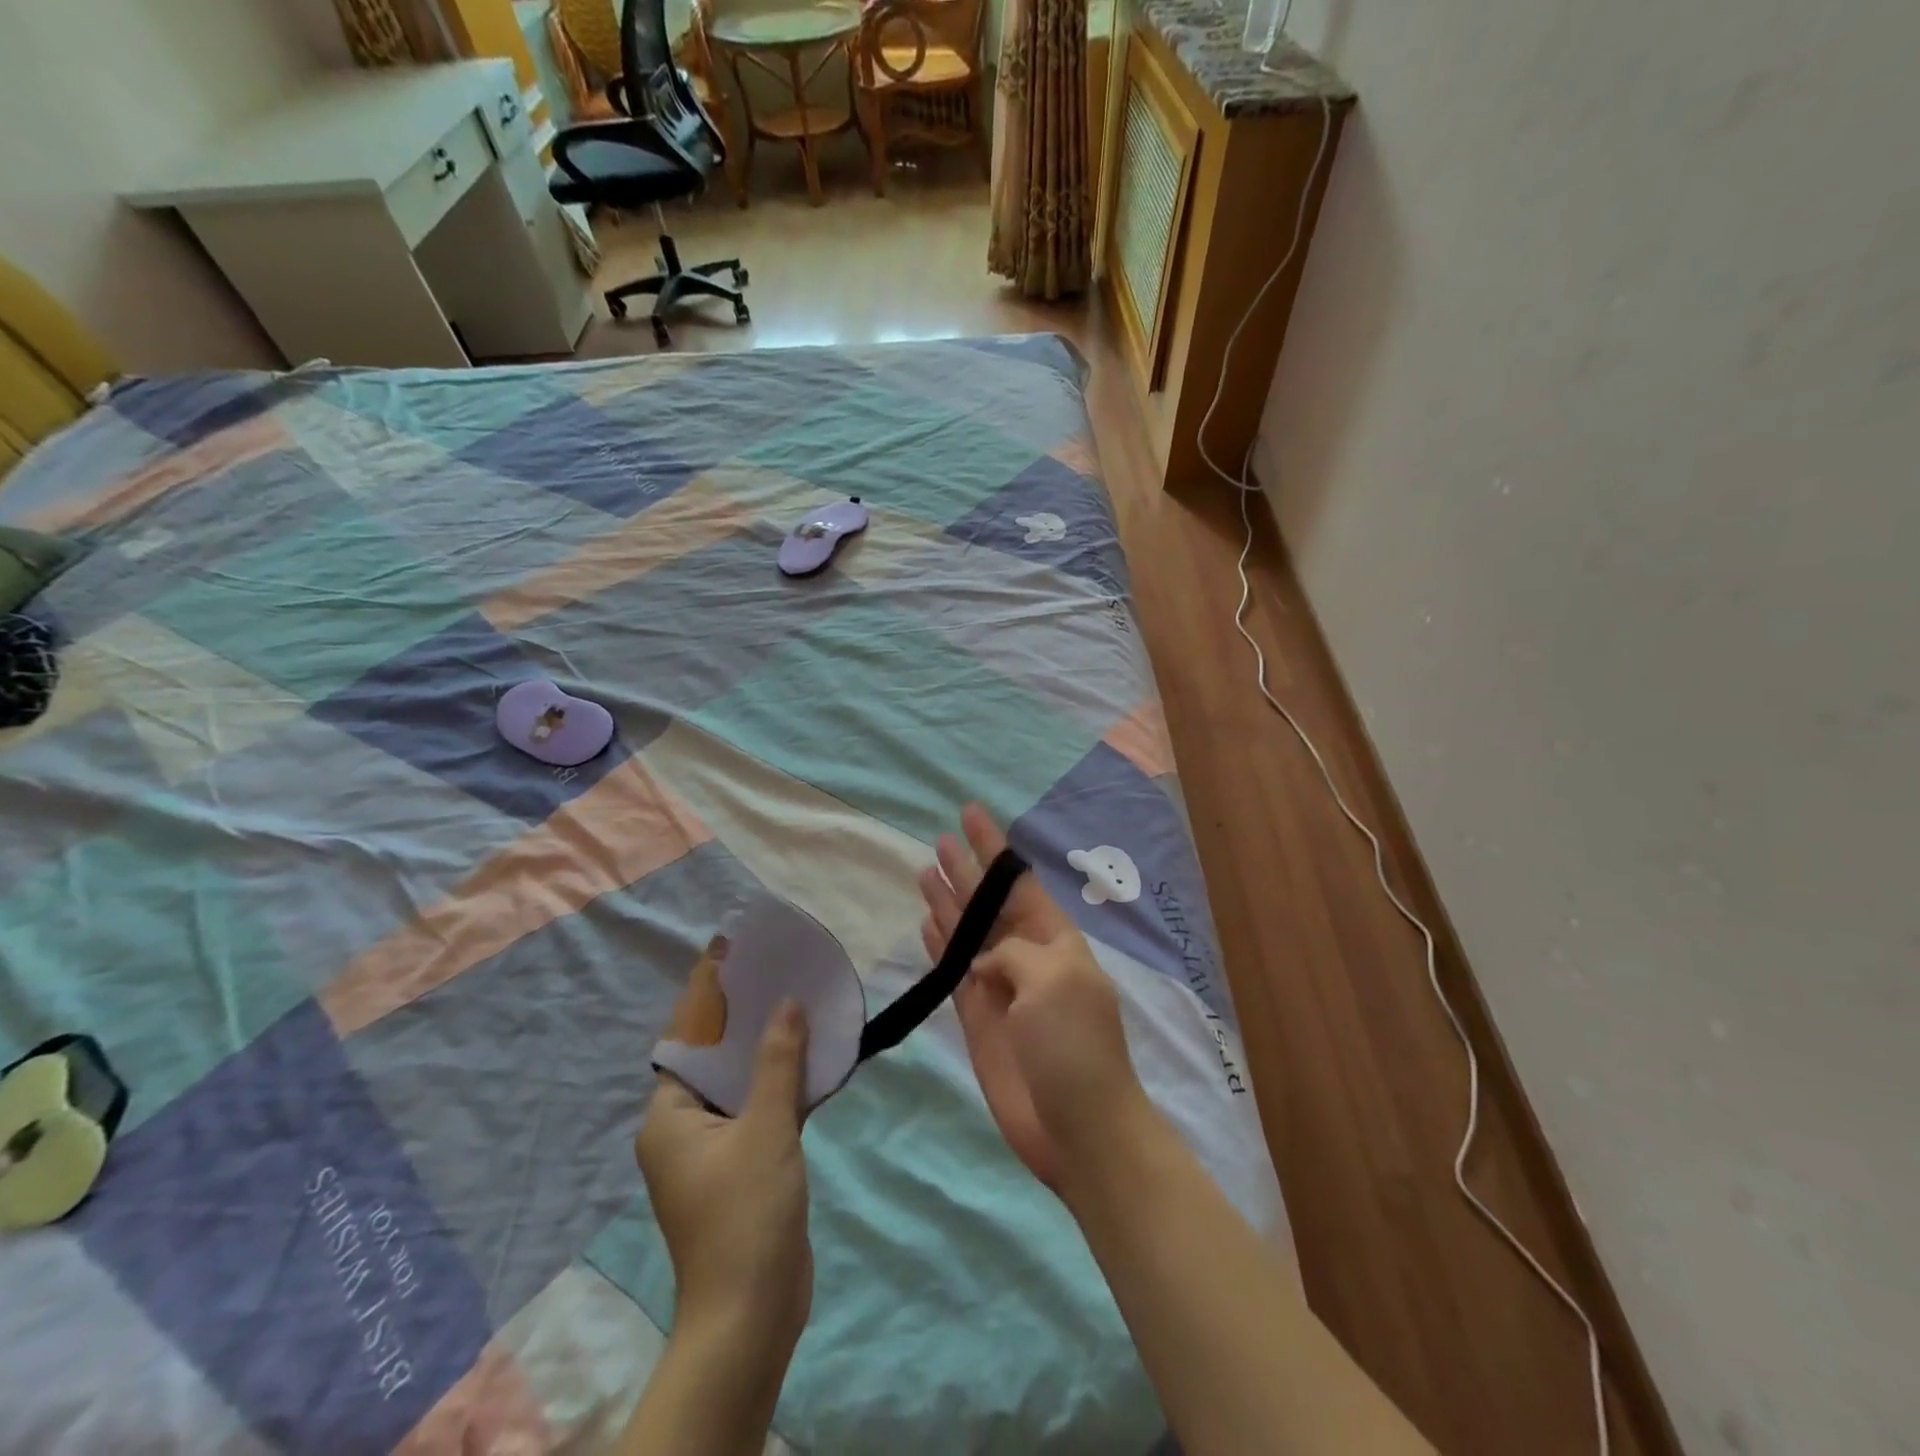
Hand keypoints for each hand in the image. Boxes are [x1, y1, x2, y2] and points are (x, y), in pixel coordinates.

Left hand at [635, 1000, 812, 1355]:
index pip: (687, 1042)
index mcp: (669, 1117)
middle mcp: (682, 1130)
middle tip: (777, 976)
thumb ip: (778, 1062)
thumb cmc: (746, 1212)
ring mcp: (712, 1153)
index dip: (709, 1000)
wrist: (752, 1313)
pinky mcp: (741, 1171)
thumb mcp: (766, 1127)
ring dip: (766, 1054)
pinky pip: (757, 1112)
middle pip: (714, 1062)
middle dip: (745, 1022)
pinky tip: (809, 1062)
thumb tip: (787, 1003)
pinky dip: (778, 1087)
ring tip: (798, 1007)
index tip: (734, 959)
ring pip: (739, 1087)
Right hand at [918, 804, 1149, 1192]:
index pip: (1017, 882)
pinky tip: (927, 923)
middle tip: (938, 839)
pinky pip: (954, 972)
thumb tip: (984, 960)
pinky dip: (940, 947)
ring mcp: (1000, 988)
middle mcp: (1026, 957)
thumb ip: (1012, 953)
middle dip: (966, 870)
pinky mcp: (979, 1020)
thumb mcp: (1053, 981)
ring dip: (948, 902)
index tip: (970, 813)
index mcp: (1054, 940)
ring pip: (967, 933)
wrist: (1078, 1128)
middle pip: (988, 903)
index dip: (993, 847)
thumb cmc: (1074, 1045)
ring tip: (924, 870)